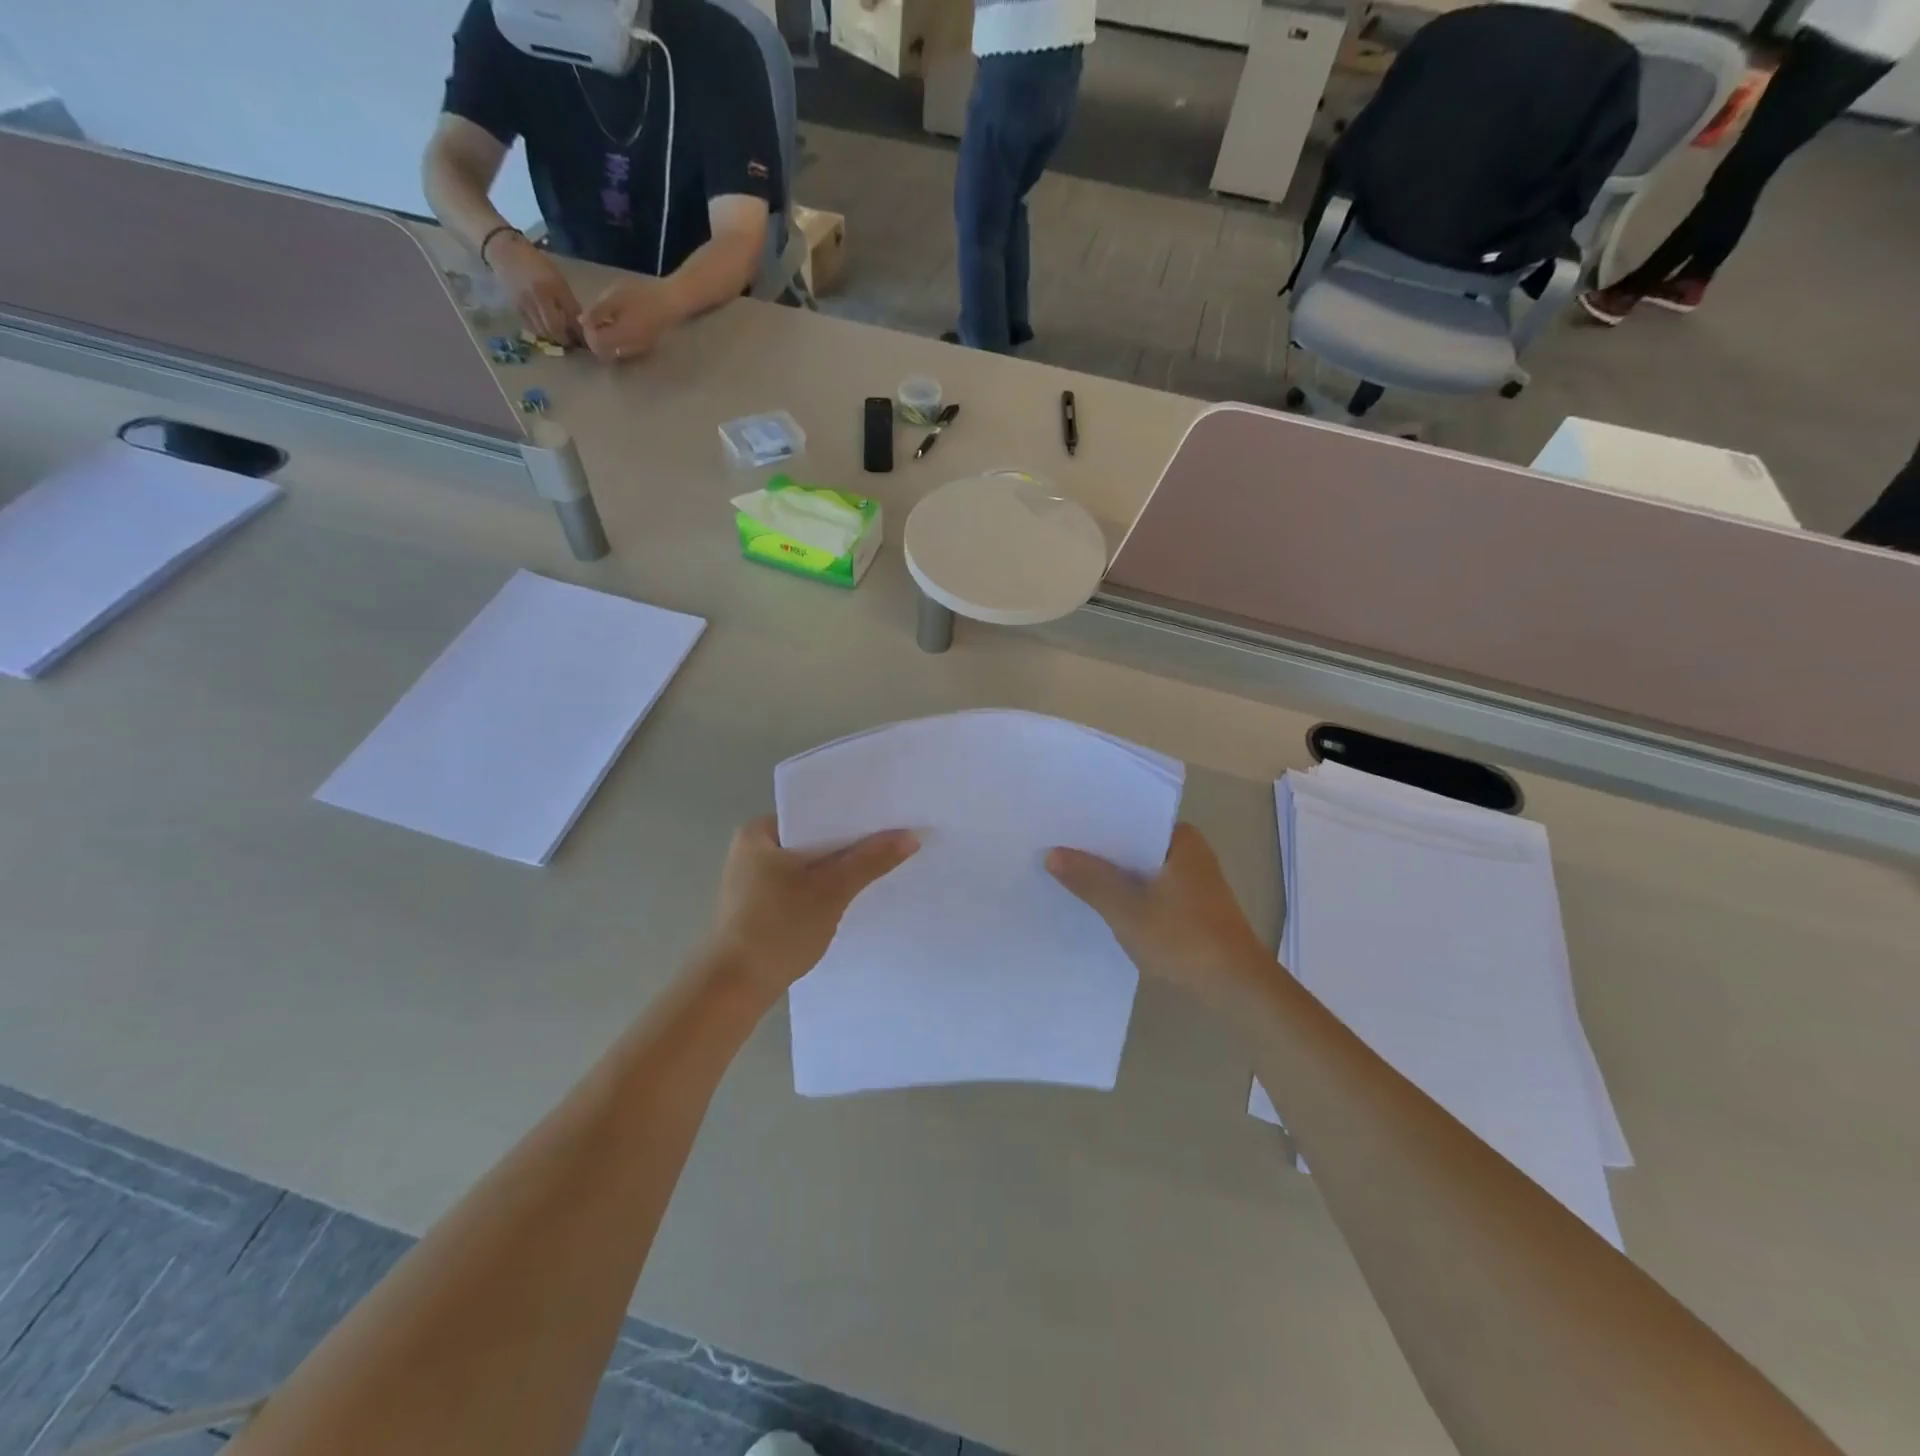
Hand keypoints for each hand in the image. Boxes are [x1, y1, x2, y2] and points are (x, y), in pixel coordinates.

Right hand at [488, 233, 580, 342]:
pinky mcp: (516, 308)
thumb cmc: (536, 262)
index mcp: (554, 287)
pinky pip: (533, 327)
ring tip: (562, 339)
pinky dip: (542, 332)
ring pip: (544, 332)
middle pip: (557, 329)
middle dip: (567, 340)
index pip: (572, 316)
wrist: (503, 250)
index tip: (588, 341)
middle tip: (574, 344)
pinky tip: (547, 331)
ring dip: (554, 338)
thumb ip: (568, 300)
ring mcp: (527, 304)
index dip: (580, 332)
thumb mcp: (557, 278)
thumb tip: (581, 323)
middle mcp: (540, 297)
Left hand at [581, 277, 680, 362]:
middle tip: (595, 321)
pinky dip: (616, 342)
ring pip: (614, 353)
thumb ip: (596, 311)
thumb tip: (582, 321)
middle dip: (595, 339)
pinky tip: (619, 326)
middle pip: (604, 352)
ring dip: (606, 341)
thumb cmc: (641, 295)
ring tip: (607, 322)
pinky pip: (624, 350)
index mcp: (619, 336)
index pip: (595, 343)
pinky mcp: (644, 347)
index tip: (588, 317)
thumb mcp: (614, 297)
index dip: (587, 332)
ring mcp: (637, 349)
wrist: (669, 302)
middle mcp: (628, 348)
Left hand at [708, 817, 918, 997]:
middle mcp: (752, 849)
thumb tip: (911, 836)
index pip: (814, 811)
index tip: (887, 816)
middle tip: (892, 840)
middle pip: (813, 838)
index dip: (852, 814)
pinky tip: (851, 896)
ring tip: (880, 865)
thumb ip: (871, 860)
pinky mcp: (759, 908)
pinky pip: (801, 886)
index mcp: (758, 832)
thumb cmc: (778, 927)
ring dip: (838, 869)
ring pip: (809, 865)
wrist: (734, 989)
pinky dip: (823, 889)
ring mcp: (753, 881)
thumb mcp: (831, 890)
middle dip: (849, 844)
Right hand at [1048, 823, 1272, 1005]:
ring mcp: (1191, 879)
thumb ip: (1090, 880)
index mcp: (1180, 838)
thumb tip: (1051, 854)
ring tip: (1067, 872)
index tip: (1059, 826)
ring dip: (1112, 874)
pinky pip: (1149, 887)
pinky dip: (1127, 892)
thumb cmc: (1184, 940)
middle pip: (1133, 843)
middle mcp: (1189, 850)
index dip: (1094, 823)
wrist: (1237, 989)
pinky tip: (1098, 901)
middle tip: (1053, 848)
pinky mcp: (1190, 905)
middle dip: (1098, 850)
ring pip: (1140, 868)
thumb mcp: (1128, 911)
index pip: (1129, 818)